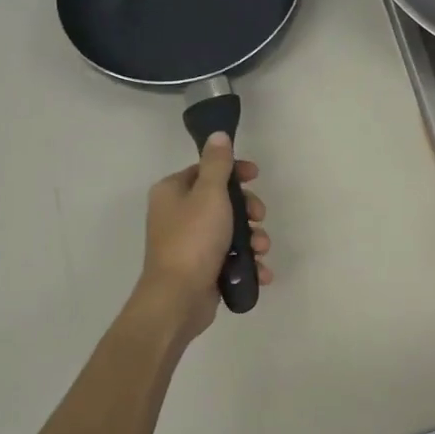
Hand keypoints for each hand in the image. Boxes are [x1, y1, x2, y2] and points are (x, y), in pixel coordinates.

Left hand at [134, 133, 270, 336]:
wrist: (178, 298)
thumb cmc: (193, 239)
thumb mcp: (210, 194)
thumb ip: (217, 164)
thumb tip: (217, 135)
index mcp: (173, 192)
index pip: (206, 170)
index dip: (234, 172)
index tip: (256, 177)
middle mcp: (178, 214)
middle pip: (223, 201)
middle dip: (248, 211)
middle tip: (259, 219)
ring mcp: (190, 243)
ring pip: (231, 231)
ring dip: (253, 239)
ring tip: (261, 250)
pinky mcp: (202, 268)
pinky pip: (231, 257)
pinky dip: (248, 262)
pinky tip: (261, 272)